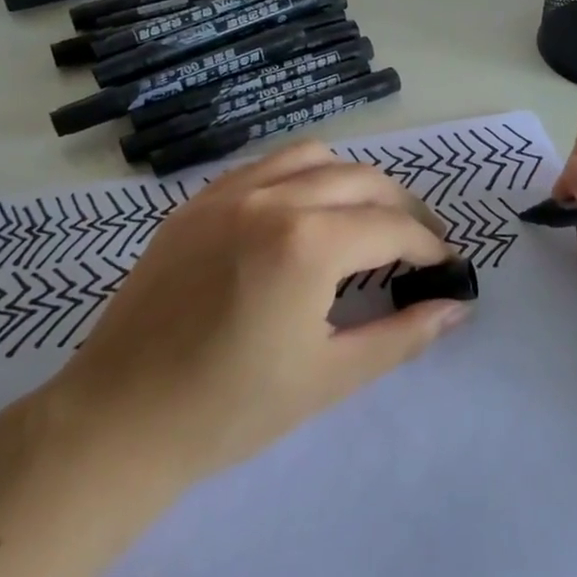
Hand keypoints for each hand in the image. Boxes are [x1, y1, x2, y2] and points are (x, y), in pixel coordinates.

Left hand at [48, 142, 470, 483]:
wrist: (120, 419)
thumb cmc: (231, 409)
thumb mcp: (330, 376)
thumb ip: (402, 335)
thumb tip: (456, 307)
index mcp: (308, 243)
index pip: (392, 227)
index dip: (429, 246)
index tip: (446, 267)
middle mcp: (273, 199)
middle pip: (362, 180)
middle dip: (402, 207)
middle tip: (418, 244)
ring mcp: (229, 193)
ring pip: (313, 157)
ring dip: (353, 181)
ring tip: (365, 220)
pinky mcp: (197, 202)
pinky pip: (265, 166)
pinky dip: (301, 177)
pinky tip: (303, 213)